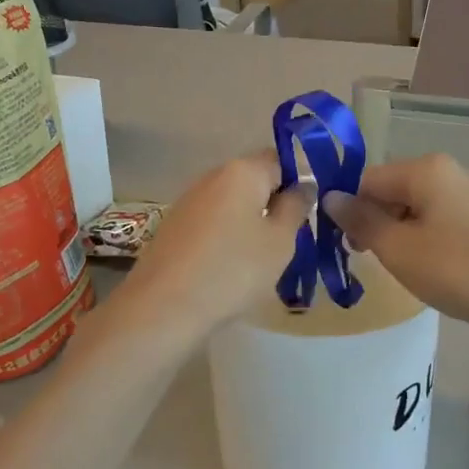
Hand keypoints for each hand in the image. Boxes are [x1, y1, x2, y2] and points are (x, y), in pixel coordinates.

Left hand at [118, 152, 309, 335]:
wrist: (163, 307)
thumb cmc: (233, 270)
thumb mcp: (280, 241)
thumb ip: (296, 207)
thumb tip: (304, 185)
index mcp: (242, 171)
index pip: (280, 160)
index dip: (297, 184)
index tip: (305, 217)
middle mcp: (212, 176)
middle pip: (254, 181)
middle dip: (273, 205)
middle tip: (286, 243)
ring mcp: (188, 200)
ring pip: (232, 204)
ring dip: (249, 223)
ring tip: (258, 261)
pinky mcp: (173, 225)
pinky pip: (211, 222)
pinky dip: (225, 237)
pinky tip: (227, 269)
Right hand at [322, 154, 468, 335]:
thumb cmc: (458, 270)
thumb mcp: (397, 249)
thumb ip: (360, 220)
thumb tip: (331, 197)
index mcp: (426, 169)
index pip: (368, 179)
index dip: (351, 211)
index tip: (350, 246)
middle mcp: (453, 169)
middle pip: (396, 188)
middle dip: (379, 221)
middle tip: (376, 260)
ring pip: (423, 204)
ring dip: (405, 230)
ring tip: (411, 267)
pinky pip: (448, 216)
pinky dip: (433, 235)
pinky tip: (442, 265)